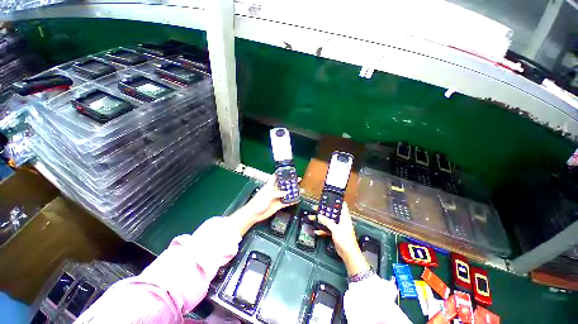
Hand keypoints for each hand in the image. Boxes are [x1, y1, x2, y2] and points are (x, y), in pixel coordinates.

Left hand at [229, 176, 297, 235]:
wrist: (254, 214)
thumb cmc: (257, 202)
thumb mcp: (267, 195)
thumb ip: (277, 193)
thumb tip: (286, 192)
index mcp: (270, 186)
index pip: (276, 177)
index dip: (282, 174)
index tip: (288, 171)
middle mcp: (274, 191)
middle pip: (283, 185)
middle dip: (290, 182)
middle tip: (297, 180)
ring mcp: (276, 198)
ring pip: (286, 194)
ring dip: (292, 192)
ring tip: (299, 190)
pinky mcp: (278, 205)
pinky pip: (286, 202)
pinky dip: (291, 201)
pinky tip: (296, 199)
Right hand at [315, 202, 369, 275]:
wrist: (348, 254)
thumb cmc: (345, 239)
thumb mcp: (335, 228)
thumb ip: (327, 221)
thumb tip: (319, 215)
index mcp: (344, 217)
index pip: (342, 206)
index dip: (336, 201)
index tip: (328, 198)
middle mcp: (341, 220)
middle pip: (331, 213)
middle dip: (323, 210)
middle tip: (315, 208)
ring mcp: (338, 227)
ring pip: (328, 221)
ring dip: (320, 220)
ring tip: (311, 217)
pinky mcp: (335, 233)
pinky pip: (327, 229)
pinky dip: (322, 229)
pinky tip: (316, 230)